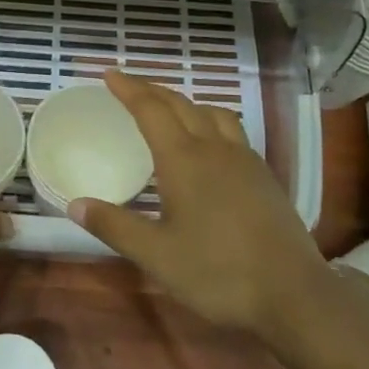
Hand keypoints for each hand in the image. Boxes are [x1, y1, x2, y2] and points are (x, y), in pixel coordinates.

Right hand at [68, 70, 328, 338]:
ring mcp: (245, 159)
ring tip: (169, 109)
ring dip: (184, 102)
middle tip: (128, 86)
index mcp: (184, 160)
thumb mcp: (156, 255)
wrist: (293, 294)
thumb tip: (74, 205)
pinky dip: (209, 121)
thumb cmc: (217, 273)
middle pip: (180, 104)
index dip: (128, 89)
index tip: (109, 74)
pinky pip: (231, 130)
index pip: (151, 110)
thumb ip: (115, 227)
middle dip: (151, 90)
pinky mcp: (264, 175)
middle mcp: (215, 148)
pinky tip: (209, 144)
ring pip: (211, 113)